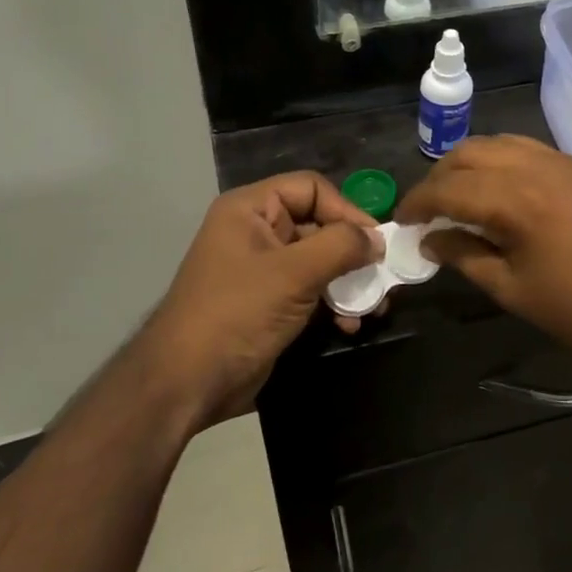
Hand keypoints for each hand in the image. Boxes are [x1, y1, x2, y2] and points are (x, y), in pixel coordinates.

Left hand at [139, 172, 381, 424]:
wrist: (188, 382)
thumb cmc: (238, 314)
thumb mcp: (294, 274)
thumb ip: (341, 246)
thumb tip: (378, 239)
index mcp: (250, 209)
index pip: (311, 188)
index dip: (346, 210)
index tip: (375, 242)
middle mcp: (256, 231)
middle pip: (318, 224)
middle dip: (353, 251)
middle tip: (383, 276)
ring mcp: (262, 269)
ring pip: (319, 260)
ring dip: (349, 281)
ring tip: (374, 306)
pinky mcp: (269, 303)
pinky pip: (311, 289)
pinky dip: (333, 302)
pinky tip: (350, 324)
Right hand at [395, 135, 571, 374]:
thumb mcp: (513, 290)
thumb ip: (465, 256)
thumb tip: (430, 240)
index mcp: (517, 199)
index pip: (449, 187)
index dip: (418, 202)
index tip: (402, 222)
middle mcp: (536, 166)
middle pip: (469, 154)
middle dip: (439, 178)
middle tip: (426, 211)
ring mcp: (562, 162)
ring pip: (497, 144)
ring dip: (468, 164)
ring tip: (455, 198)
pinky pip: (525, 149)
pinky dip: (498, 161)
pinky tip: (495, 191)